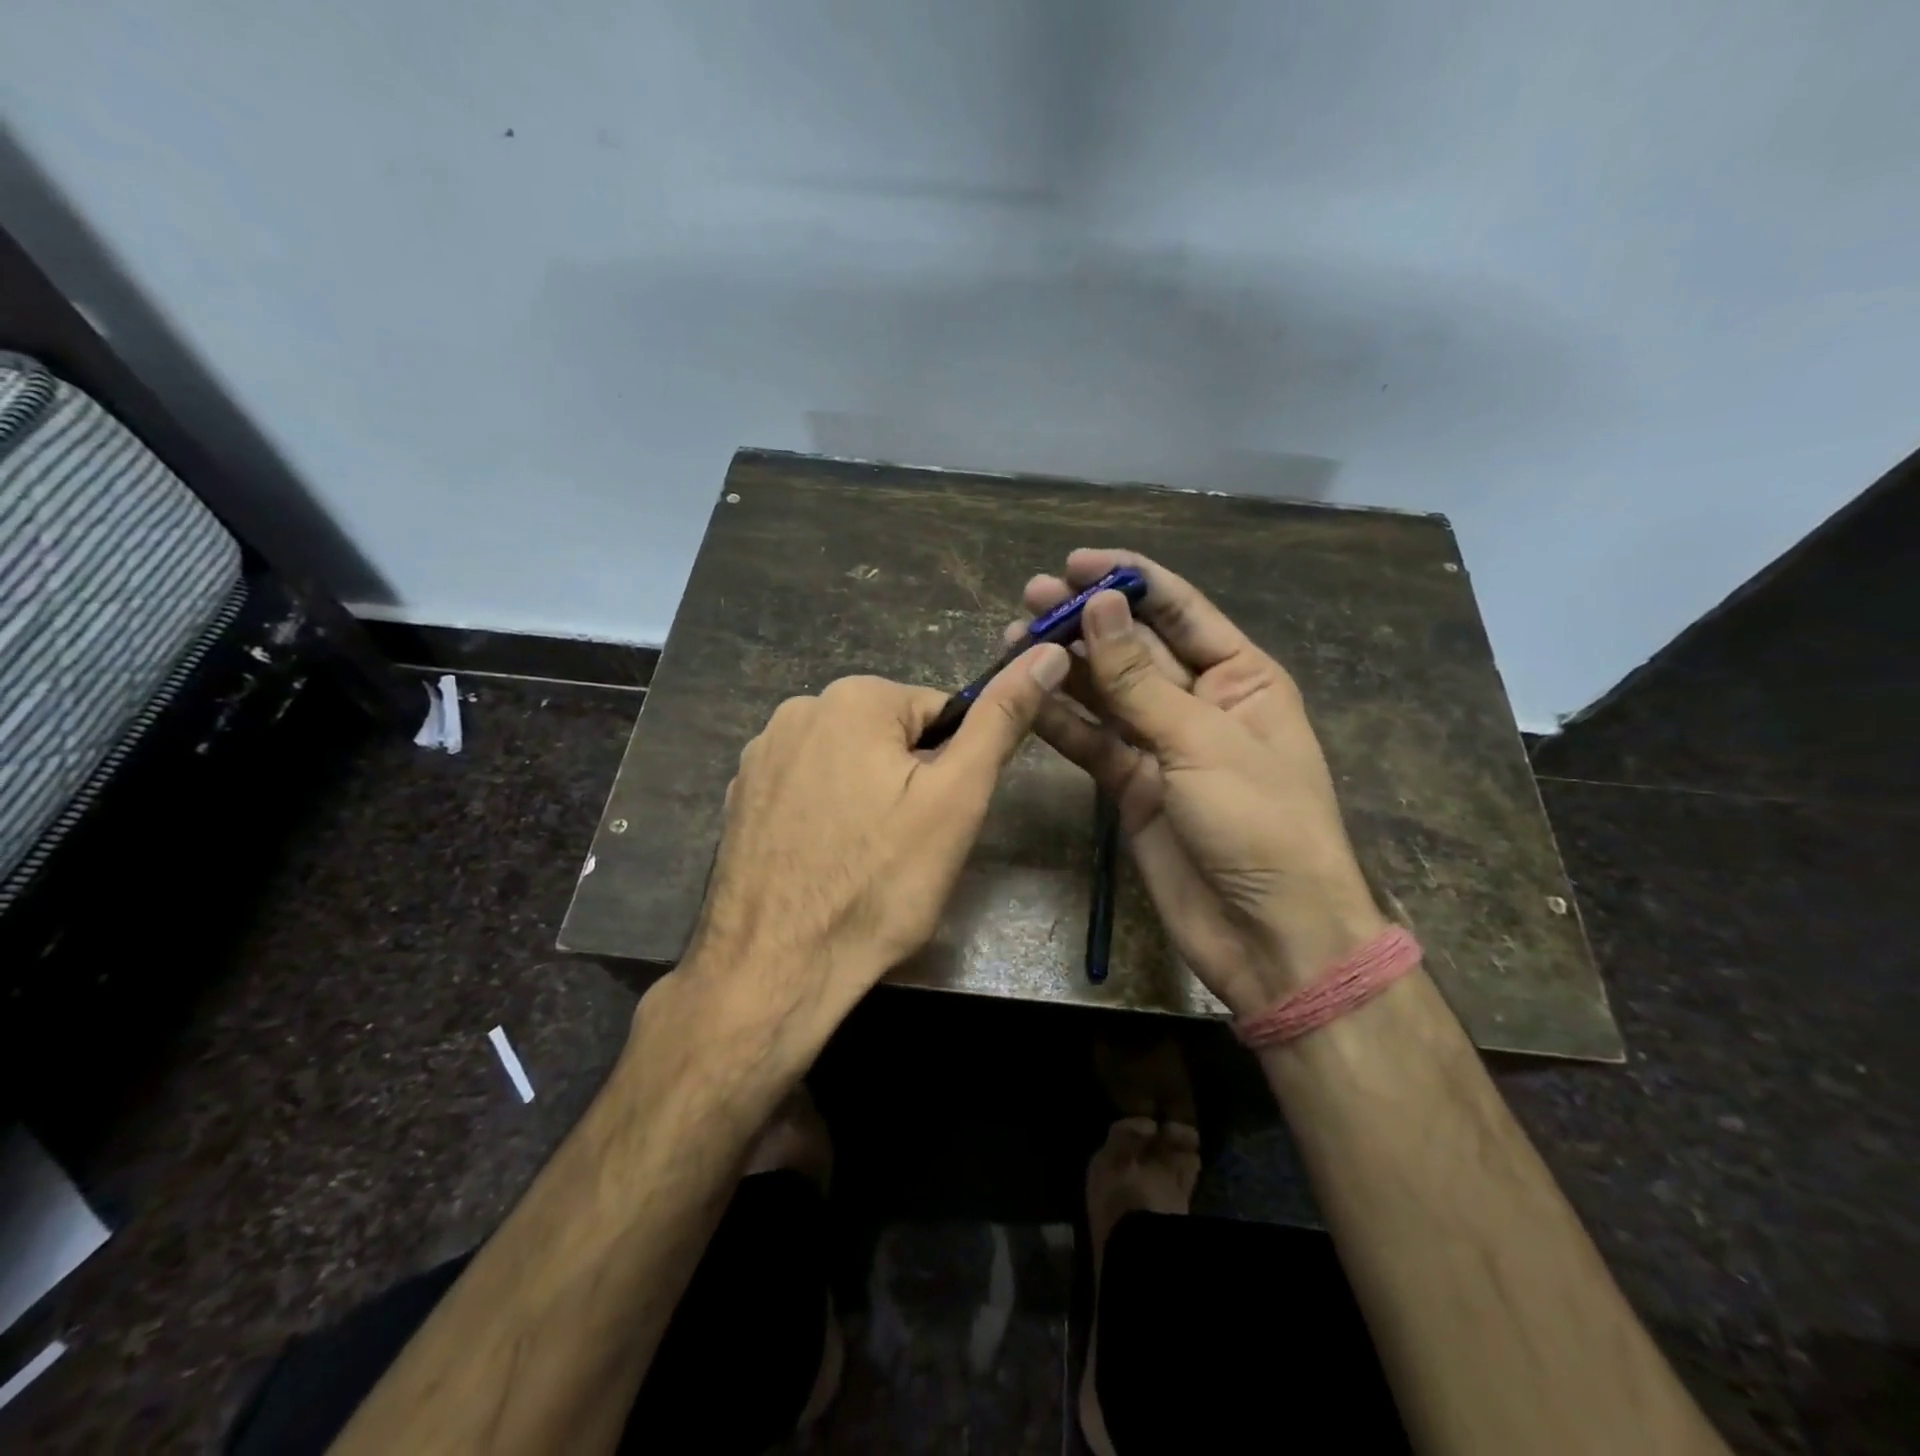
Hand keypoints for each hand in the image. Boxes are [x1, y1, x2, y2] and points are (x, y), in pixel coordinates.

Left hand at [686, 647, 1070, 1044]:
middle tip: (906, 846)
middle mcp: (798, 709)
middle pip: (889, 736)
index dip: (951, 768)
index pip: (939, 714)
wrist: (776, 968)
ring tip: (865, 860)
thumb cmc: (879, 883)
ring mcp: (760, 754)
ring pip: (848, 763)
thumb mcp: (956, 798)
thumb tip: (1046, 651)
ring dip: (866, 799)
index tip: (940, 819)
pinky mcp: (740, 796)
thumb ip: (1001, 720)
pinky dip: (825, 816)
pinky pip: (807, 789)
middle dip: (907, 782)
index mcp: (854, 697)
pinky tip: (824, 863)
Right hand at [1020, 549, 1385, 1016]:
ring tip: (1013, 636)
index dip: (1130, 580)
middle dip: (1086, 620)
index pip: (1181, 611)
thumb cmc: (1260, 825)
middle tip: (1030, 595)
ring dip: (1065, 667)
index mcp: (1241, 677)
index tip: (1075, 561)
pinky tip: (1024, 695)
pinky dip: (1059, 721)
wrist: (1269, 935)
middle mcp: (1199, 703)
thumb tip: (1098, 607)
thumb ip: (1141, 680)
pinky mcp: (1130, 787)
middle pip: (1135, 648)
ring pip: (1106, 694)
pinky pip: (1091, 743)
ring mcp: (1161, 746)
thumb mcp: (1202, 742)